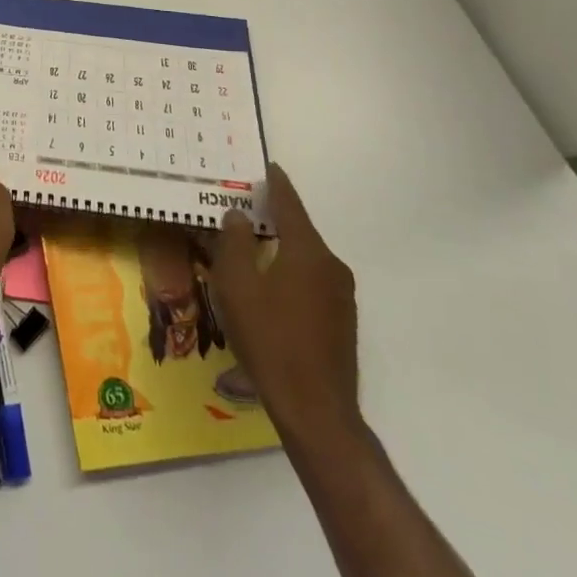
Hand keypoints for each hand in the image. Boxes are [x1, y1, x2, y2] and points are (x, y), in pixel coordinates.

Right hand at [212, 164, 360, 444]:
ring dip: (279, 251)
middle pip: (298, 231)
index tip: (268, 167)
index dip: (276, 184)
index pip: (290, 205)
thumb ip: (235, 243)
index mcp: (308, 252)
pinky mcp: (341, 323)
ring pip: (304, 259)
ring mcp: (341, 297)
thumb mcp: (237, 286)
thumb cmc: (269, 339)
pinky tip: (267, 292)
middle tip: (244, 210)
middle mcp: (331, 267)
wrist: (315, 409)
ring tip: (249, 251)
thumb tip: (238, 216)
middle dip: (273, 219)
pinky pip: (310, 283)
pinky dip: (289, 275)